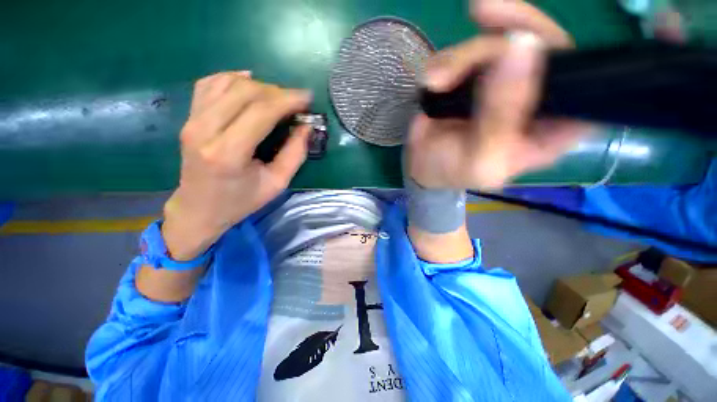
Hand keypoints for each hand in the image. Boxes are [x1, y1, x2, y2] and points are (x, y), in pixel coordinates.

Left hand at [162, 72, 311, 259]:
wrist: (199, 209)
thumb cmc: (241, 201)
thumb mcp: (277, 184)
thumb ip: (294, 155)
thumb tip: (306, 127)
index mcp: (228, 153)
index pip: (261, 112)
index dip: (287, 100)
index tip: (307, 97)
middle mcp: (204, 130)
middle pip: (244, 92)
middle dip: (276, 91)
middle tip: (295, 102)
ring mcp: (192, 121)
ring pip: (227, 83)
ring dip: (258, 85)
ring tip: (277, 98)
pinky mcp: (189, 118)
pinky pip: (209, 84)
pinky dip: (232, 78)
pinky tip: (249, 83)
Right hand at [406, 0, 590, 189]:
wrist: (420, 164)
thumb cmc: (452, 171)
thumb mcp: (479, 157)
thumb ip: (500, 114)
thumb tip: (522, 48)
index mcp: (552, 128)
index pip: (586, 82)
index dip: (571, 56)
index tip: (534, 44)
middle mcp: (536, 98)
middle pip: (544, 44)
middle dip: (511, 29)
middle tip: (482, 12)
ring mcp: (505, 81)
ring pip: (501, 39)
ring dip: (462, 55)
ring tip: (435, 82)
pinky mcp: (476, 75)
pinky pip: (469, 48)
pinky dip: (447, 59)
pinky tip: (432, 80)